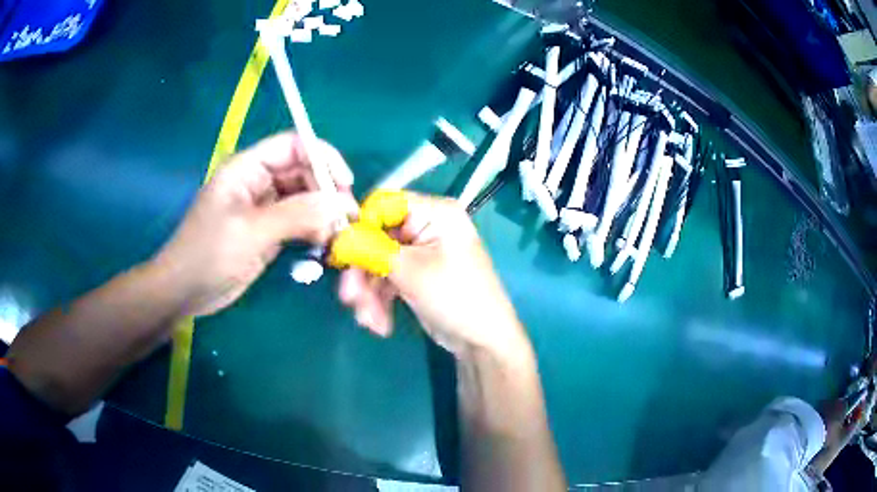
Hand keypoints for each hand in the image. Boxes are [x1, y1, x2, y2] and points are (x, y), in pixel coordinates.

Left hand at [152, 132, 357, 316]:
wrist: (186, 292)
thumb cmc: (209, 255)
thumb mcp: (251, 232)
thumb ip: (296, 214)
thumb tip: (338, 205)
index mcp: (247, 168)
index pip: (293, 145)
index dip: (322, 157)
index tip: (345, 183)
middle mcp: (257, 181)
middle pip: (302, 172)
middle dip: (326, 190)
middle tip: (347, 218)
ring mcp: (262, 207)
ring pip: (303, 198)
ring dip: (322, 213)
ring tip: (337, 235)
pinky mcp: (266, 231)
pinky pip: (297, 221)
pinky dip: (313, 229)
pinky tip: (323, 244)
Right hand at [338, 193, 528, 358]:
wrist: (482, 341)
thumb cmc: (455, 297)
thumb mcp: (410, 271)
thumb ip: (371, 250)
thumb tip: (338, 238)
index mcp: (434, 212)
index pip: (383, 204)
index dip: (360, 227)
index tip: (343, 254)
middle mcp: (426, 226)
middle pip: (377, 237)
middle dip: (362, 271)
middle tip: (350, 298)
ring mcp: (420, 252)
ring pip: (378, 262)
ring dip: (368, 292)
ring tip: (369, 320)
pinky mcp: (415, 275)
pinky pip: (387, 279)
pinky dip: (379, 300)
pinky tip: (380, 324)